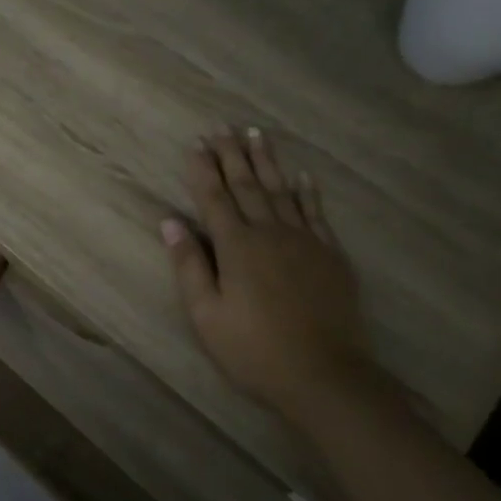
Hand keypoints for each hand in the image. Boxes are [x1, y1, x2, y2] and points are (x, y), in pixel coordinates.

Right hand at [160, 127, 376, 414]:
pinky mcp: (330, 254)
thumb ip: (188, 265)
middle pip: (247, 185)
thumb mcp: (206, 315)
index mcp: (236, 246)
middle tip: (222, 126)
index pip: (214, 197)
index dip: (203, 169)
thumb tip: (170, 222)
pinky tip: (302, 175)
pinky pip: (316, 212)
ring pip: (282, 190)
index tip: (196, 143)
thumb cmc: (253, 349)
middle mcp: (270, 232)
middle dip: (231, 154)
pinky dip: (307, 191)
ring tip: (256, 134)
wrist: (324, 374)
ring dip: (266, 161)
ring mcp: (304, 240)